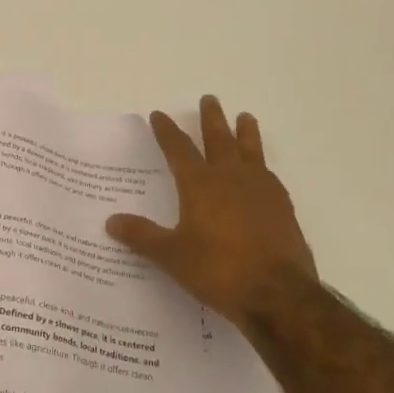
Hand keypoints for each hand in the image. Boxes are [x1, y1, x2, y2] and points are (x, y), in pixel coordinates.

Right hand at [105, 95, 316, 325]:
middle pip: (219, 140)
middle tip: (209, 99)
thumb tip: (111, 221)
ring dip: (245, 133)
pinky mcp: (282, 208)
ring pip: (250, 151)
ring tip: (245, 117)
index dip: (167, 132)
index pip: (179, 150)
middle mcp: (230, 178)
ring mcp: (261, 191)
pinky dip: (262, 165)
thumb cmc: (217, 270)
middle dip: (211, 119)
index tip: (159, 115)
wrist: (277, 294)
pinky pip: (269, 175)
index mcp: (200, 185)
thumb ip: (142, 236)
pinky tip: (263, 170)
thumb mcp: (171, 255)